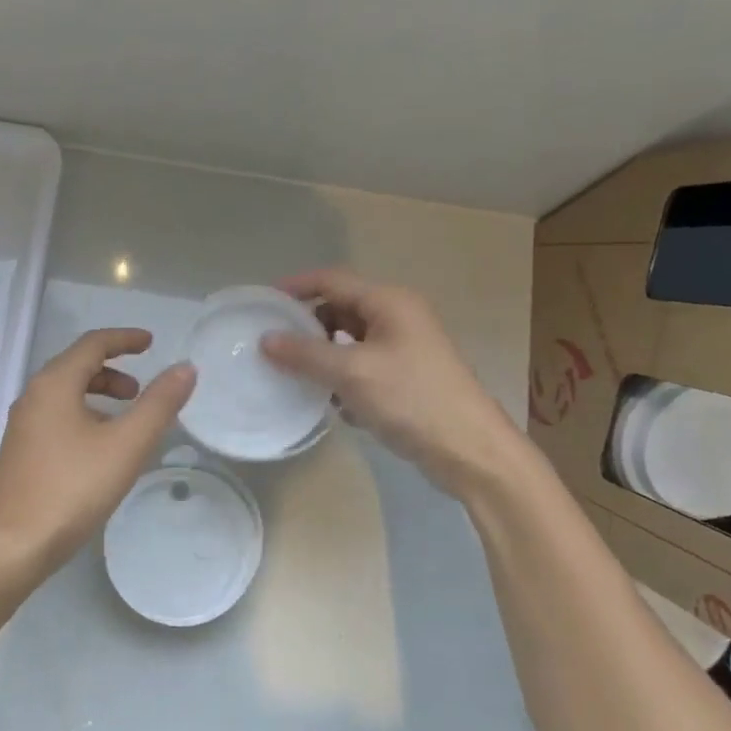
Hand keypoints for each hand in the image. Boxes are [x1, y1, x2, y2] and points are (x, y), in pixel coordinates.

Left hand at [0, 328, 196, 585]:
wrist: (13, 546)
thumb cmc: (72, 489)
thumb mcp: (126, 445)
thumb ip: (158, 404)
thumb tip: (185, 368)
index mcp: (54, 384)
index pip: (92, 344)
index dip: (124, 339)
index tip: (151, 343)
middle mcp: (32, 397)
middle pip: (75, 367)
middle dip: (112, 371)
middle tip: (140, 391)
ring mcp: (21, 427)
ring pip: (64, 395)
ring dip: (97, 396)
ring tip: (124, 422)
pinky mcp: (19, 454)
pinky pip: (55, 419)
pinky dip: (82, 417)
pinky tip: (98, 451)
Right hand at [259, 269, 523, 492]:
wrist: (469, 450)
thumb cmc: (411, 399)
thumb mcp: (351, 373)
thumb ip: (305, 354)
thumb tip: (266, 340)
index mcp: (389, 303)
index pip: (332, 280)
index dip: (295, 287)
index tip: (262, 303)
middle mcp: (397, 317)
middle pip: (339, 309)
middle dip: (307, 326)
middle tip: (273, 344)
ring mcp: (404, 349)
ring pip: (349, 342)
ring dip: (323, 357)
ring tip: (295, 375)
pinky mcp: (405, 378)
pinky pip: (362, 367)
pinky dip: (342, 380)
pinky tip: (332, 405)